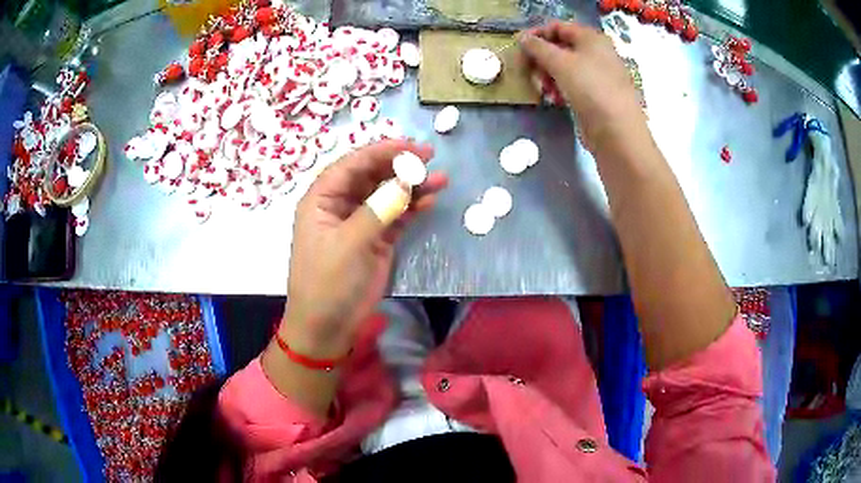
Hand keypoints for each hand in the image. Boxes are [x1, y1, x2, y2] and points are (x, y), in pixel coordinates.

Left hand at [282, 140, 447, 357]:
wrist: (328, 327)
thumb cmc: (327, 283)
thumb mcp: (349, 244)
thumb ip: (378, 209)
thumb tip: (406, 181)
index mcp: (322, 199)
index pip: (353, 164)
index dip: (382, 151)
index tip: (412, 147)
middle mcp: (340, 205)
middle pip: (372, 175)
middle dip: (400, 166)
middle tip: (430, 159)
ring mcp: (360, 222)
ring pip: (387, 194)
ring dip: (411, 186)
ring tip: (440, 180)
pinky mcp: (376, 239)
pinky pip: (396, 215)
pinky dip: (412, 208)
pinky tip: (429, 201)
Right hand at [517, 21, 647, 153]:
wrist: (617, 132)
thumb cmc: (590, 89)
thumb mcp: (560, 62)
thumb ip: (537, 47)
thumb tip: (522, 37)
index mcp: (591, 39)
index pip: (558, 27)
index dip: (537, 34)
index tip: (519, 47)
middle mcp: (596, 53)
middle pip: (559, 48)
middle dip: (541, 59)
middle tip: (529, 72)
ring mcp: (596, 76)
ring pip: (563, 68)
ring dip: (546, 76)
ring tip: (542, 89)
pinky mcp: (594, 96)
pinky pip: (570, 85)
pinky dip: (558, 89)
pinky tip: (552, 99)